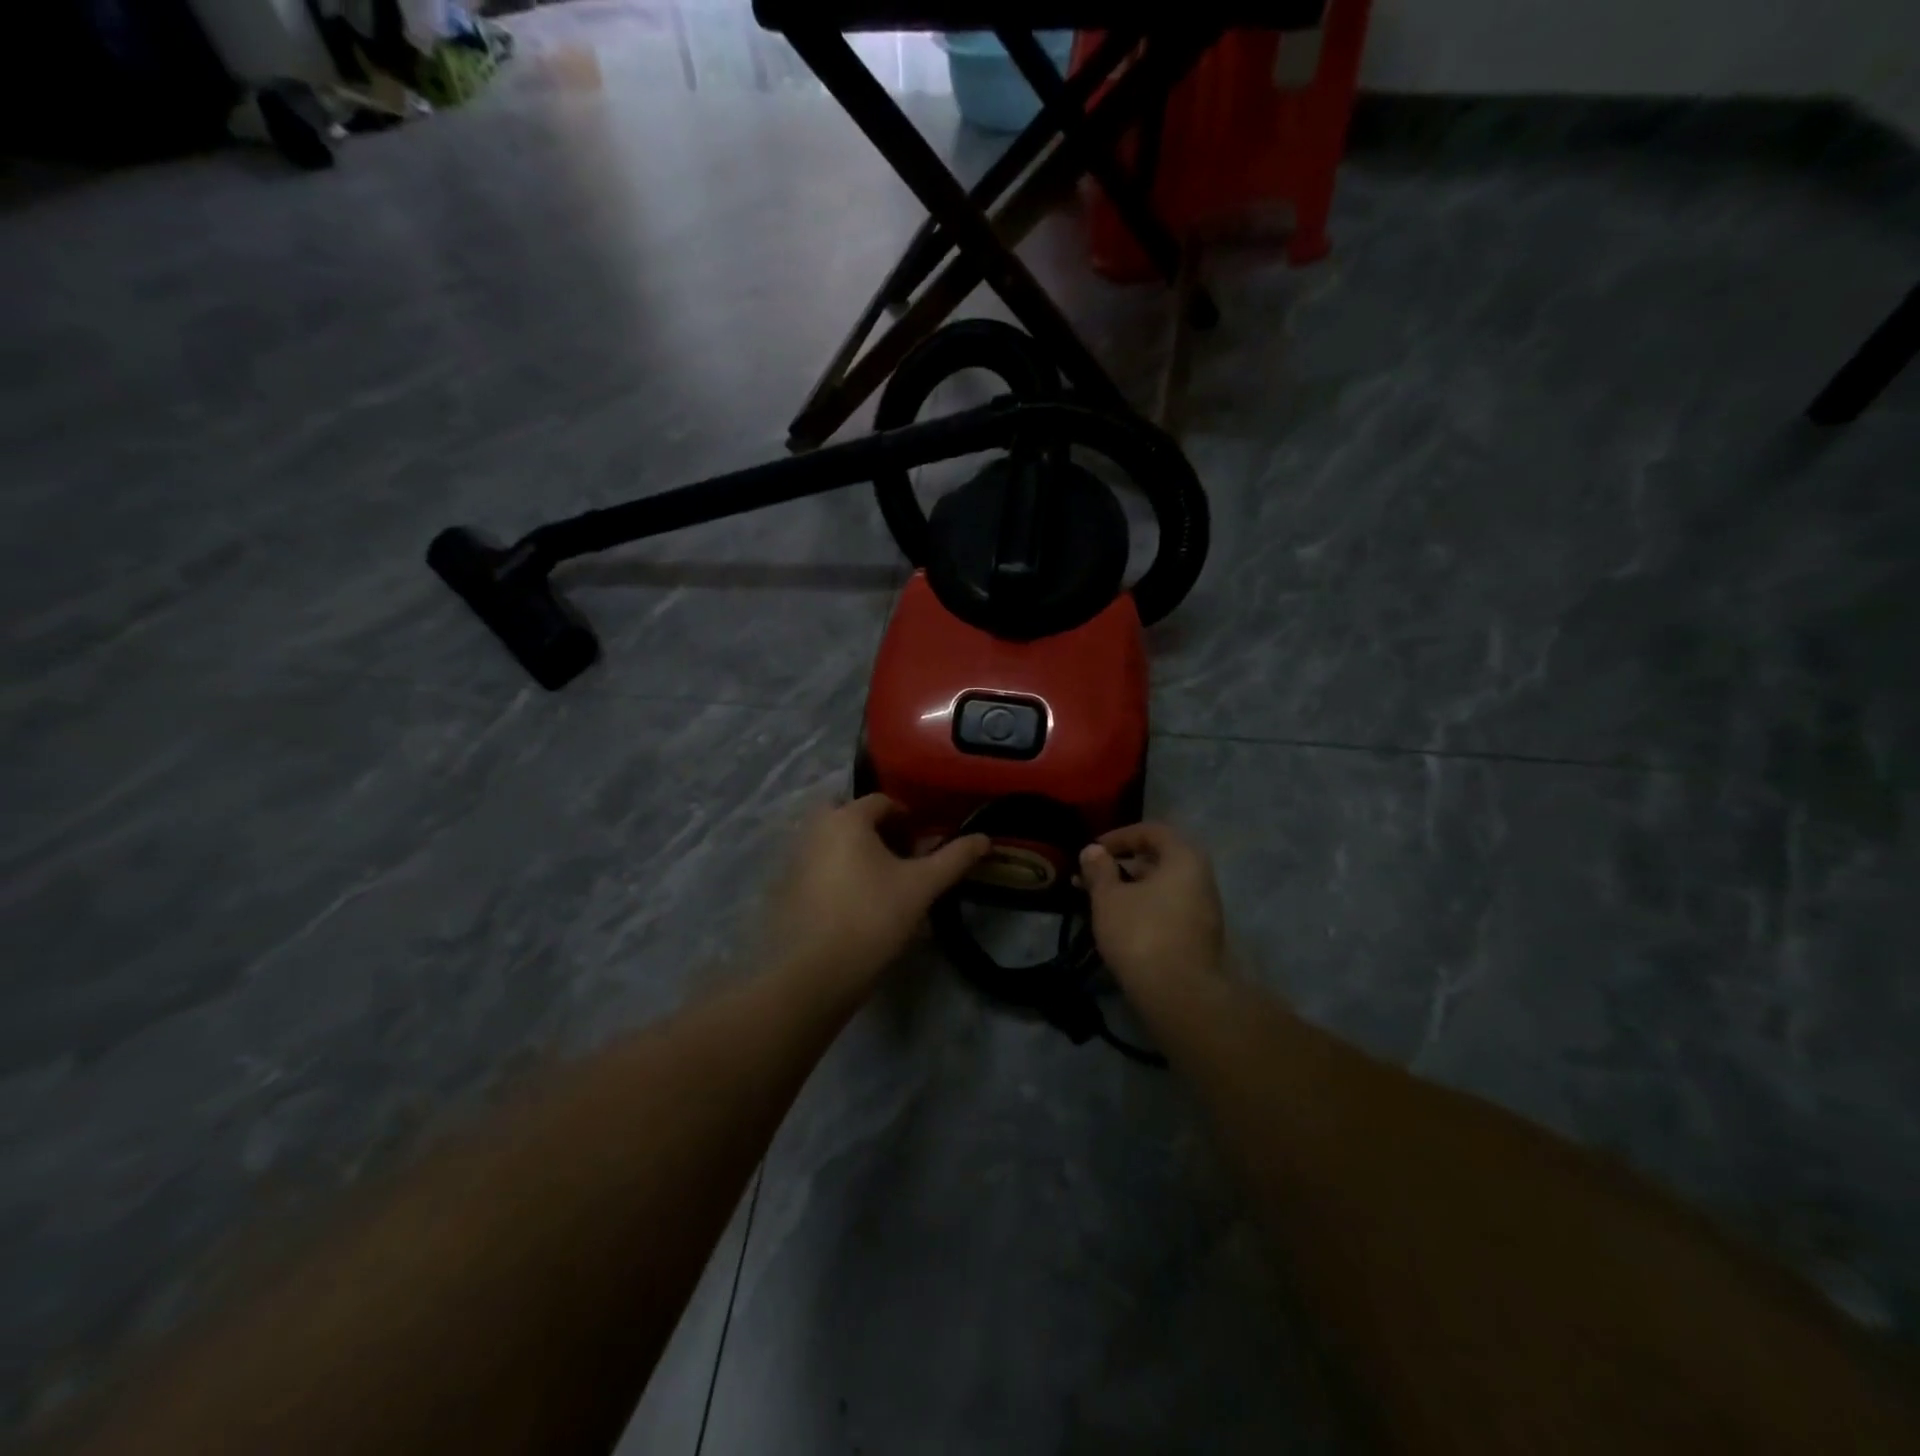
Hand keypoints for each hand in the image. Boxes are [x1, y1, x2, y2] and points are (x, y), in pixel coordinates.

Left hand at [766, 795, 989, 999]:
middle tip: (901, 860)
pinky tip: (855, 905)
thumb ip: (954, 858)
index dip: (909, 820)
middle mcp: (815, 829)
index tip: (924, 846)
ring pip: (834, 842)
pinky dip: (838, 873)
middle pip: (853, 818)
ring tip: (882, 884)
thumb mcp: (922, 886)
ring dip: (858, 852)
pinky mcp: (786, 888)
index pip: (882, 802)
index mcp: (846, 818)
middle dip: (878, 832)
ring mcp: (795, 858)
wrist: (816, 972)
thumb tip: (984, 838)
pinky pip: (819, 866)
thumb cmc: (873, 917)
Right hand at [1079, 823, 1225, 1000]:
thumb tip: (1092, 851)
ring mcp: (1203, 910)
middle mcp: (1200, 878)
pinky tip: (1116, 923)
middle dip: (1120, 865)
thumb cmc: (1142, 933)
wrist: (1180, 995)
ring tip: (1095, 901)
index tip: (1093, 850)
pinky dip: (1141, 908)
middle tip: (1089, 877)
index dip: (1120, 836)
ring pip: (1160, 887)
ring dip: (1127, 889)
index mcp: (1184, 858)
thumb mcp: (1109, 898)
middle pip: (1158, 859)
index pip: (1152, 831)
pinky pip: (1166, 909)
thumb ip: (1099, 870)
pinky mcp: (1198, 937)